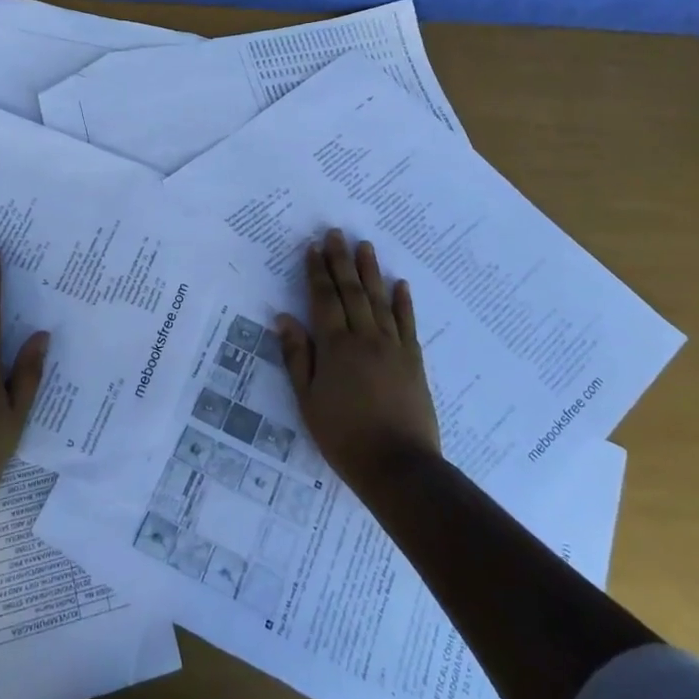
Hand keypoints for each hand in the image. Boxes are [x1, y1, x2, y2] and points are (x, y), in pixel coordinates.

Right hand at [276, 230, 440, 492]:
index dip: (317, 272)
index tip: (313, 248)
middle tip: (336, 233)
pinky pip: (407, 323)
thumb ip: (297, 356)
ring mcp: (393, 347)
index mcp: (335, 347)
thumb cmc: (343, 436)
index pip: (323, 299)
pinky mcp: (414, 360)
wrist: (397, 465)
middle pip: (352, 291)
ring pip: (380, 300)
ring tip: (365, 246)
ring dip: (371, 271)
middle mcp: (365, 337)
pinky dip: (403, 302)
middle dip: (342, 261)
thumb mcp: (308, 400)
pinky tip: (401, 284)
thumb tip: (284, 318)